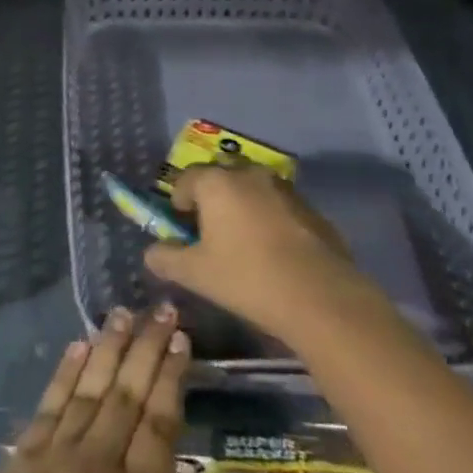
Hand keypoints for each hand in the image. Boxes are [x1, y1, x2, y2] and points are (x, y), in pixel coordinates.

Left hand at [0, 305, 202, 472]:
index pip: (160, 423)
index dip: (172, 377)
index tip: (181, 339)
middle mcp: (98, 464)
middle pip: (128, 393)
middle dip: (147, 346)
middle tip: (162, 308)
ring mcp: (56, 454)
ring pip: (90, 387)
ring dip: (109, 347)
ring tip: (124, 313)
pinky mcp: (22, 455)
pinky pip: (50, 403)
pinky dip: (65, 370)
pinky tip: (79, 345)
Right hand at [143, 164, 366, 345]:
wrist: (321, 298)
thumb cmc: (247, 278)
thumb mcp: (195, 274)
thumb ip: (166, 258)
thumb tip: (151, 252)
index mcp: (216, 182)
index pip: (186, 179)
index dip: (179, 202)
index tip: (182, 229)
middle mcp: (248, 174)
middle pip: (220, 178)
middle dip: (212, 199)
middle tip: (211, 233)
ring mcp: (284, 188)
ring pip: (252, 190)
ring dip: (243, 207)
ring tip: (244, 243)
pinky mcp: (311, 209)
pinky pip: (279, 207)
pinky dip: (270, 220)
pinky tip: (275, 253)